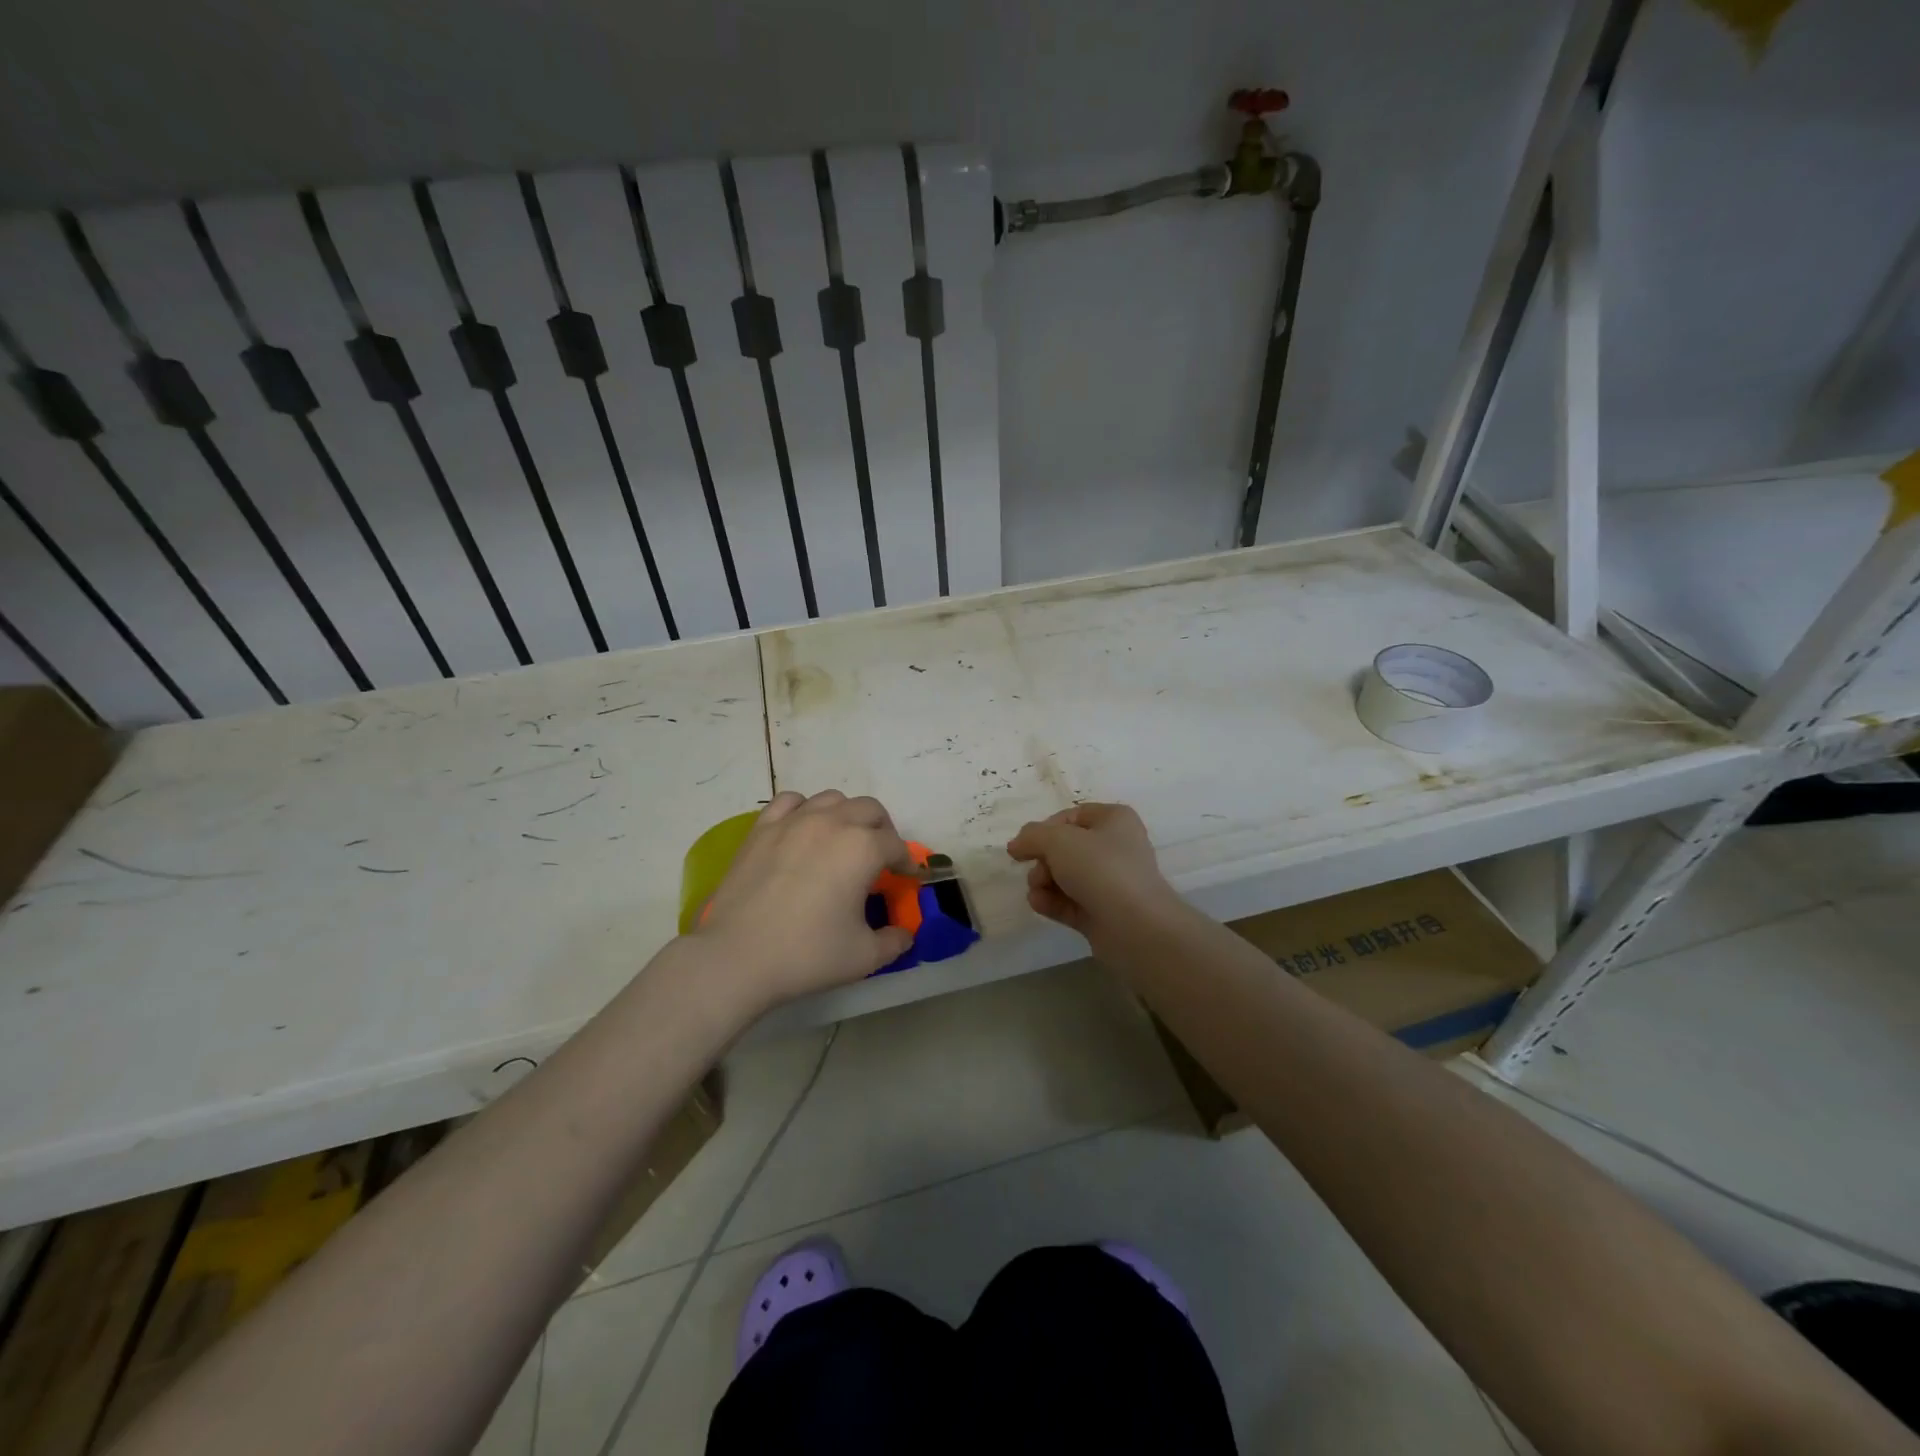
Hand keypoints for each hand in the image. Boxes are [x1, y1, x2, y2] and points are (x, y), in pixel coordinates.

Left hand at [693, 790, 917, 1011]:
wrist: (738, 957)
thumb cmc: (807, 954)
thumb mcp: (864, 956)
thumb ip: (894, 941)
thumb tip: (905, 935)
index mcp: (863, 848)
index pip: (896, 845)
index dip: (906, 862)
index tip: (906, 878)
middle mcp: (832, 823)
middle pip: (870, 810)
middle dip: (882, 831)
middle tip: (880, 858)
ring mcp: (794, 821)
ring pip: (832, 799)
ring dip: (846, 816)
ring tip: (842, 841)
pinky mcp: (762, 828)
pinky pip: (791, 802)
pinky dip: (804, 810)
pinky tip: (802, 831)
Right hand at [1006, 803, 1181, 949]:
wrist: (1135, 927)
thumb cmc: (1100, 869)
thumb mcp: (1058, 840)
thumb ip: (1032, 836)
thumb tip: (1016, 845)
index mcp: (1114, 820)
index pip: (1071, 816)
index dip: (1045, 828)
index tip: (1025, 845)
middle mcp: (1115, 848)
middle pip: (1065, 848)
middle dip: (1043, 860)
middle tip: (1037, 872)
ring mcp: (1110, 883)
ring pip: (1065, 876)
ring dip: (1043, 882)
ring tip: (1038, 892)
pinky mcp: (1102, 913)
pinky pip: (1069, 902)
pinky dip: (1052, 902)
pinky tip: (1040, 904)